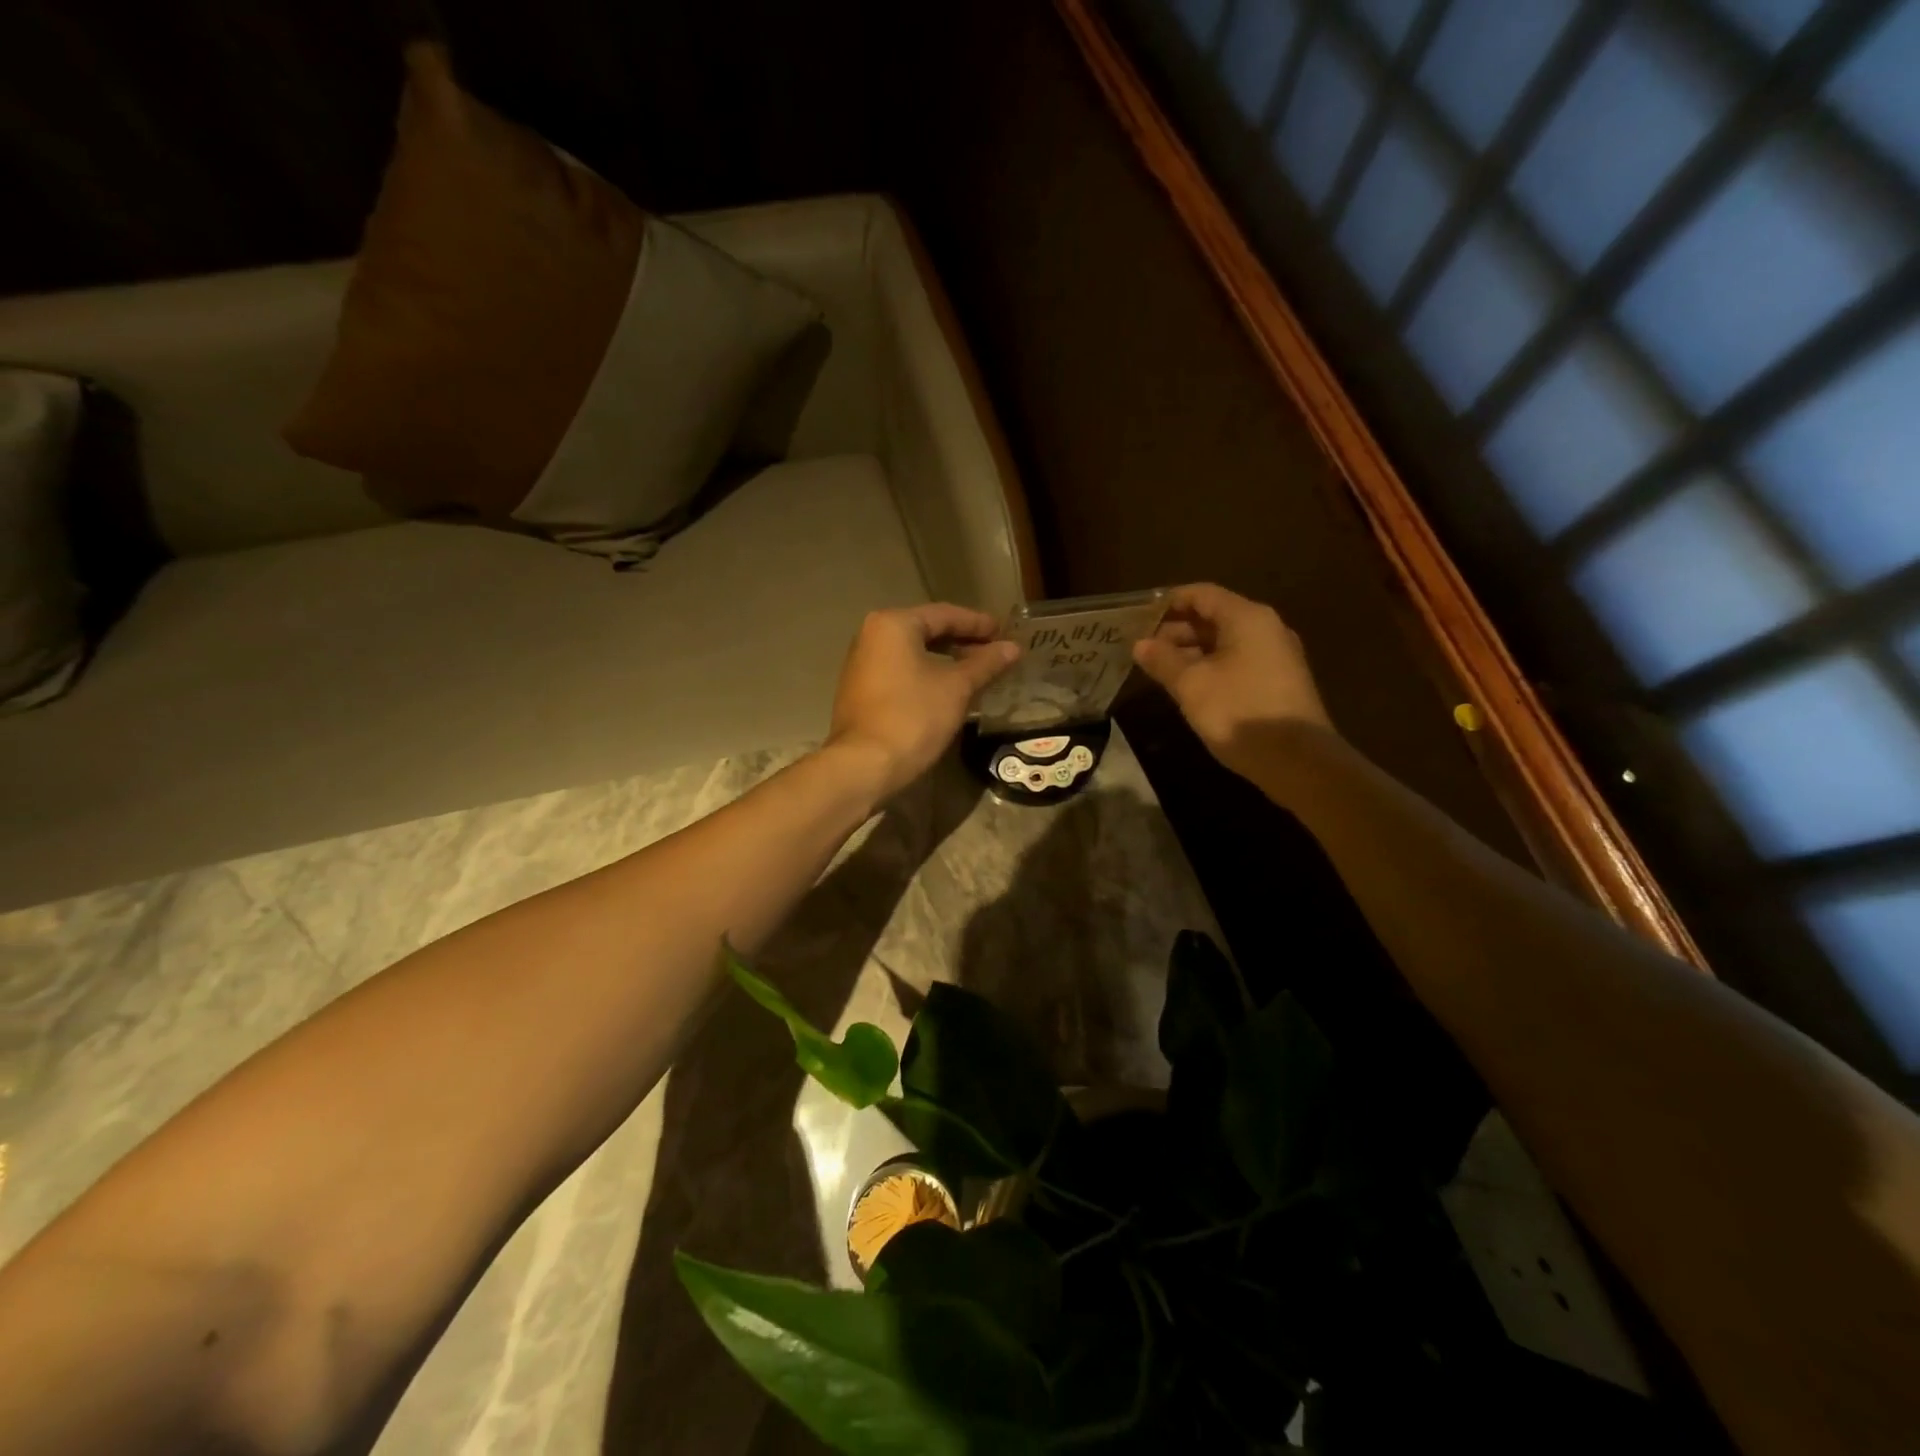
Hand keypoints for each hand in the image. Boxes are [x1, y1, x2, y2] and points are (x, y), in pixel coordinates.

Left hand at [826, 604, 1020, 799]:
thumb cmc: (913, 717)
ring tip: (977, 672)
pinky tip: (948, 690)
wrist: (864, 765)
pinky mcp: (861, 691)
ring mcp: (862, 664)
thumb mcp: (957, 688)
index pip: (945, 614)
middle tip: (995, 652)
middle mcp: (872, 636)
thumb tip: (1012, 648)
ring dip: (946, 660)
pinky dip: (927, 675)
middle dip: (962, 641)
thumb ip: (986, 663)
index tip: (1005, 632)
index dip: (978, 624)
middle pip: (926, 630)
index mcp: (893, 624)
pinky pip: (901, 672)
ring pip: (913, 653)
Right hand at [1132, 583, 1332, 779]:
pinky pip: (1238, 661)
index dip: (1169, 602)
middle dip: (1177, 629)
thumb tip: (1140, 644)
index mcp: (1246, 618)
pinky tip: (1190, 687)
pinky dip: (1211, 666)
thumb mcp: (1191, 685)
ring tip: (1160, 669)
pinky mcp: (1279, 681)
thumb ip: (1163, 660)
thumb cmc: (1239, 711)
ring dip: (1192, 651)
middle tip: (1144, 649)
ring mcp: (1276, 655)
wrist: (1298, 760)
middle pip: (1214, 616)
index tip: (1139, 617)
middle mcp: (1266, 628)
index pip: (1202, 594)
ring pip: (1226, 641)